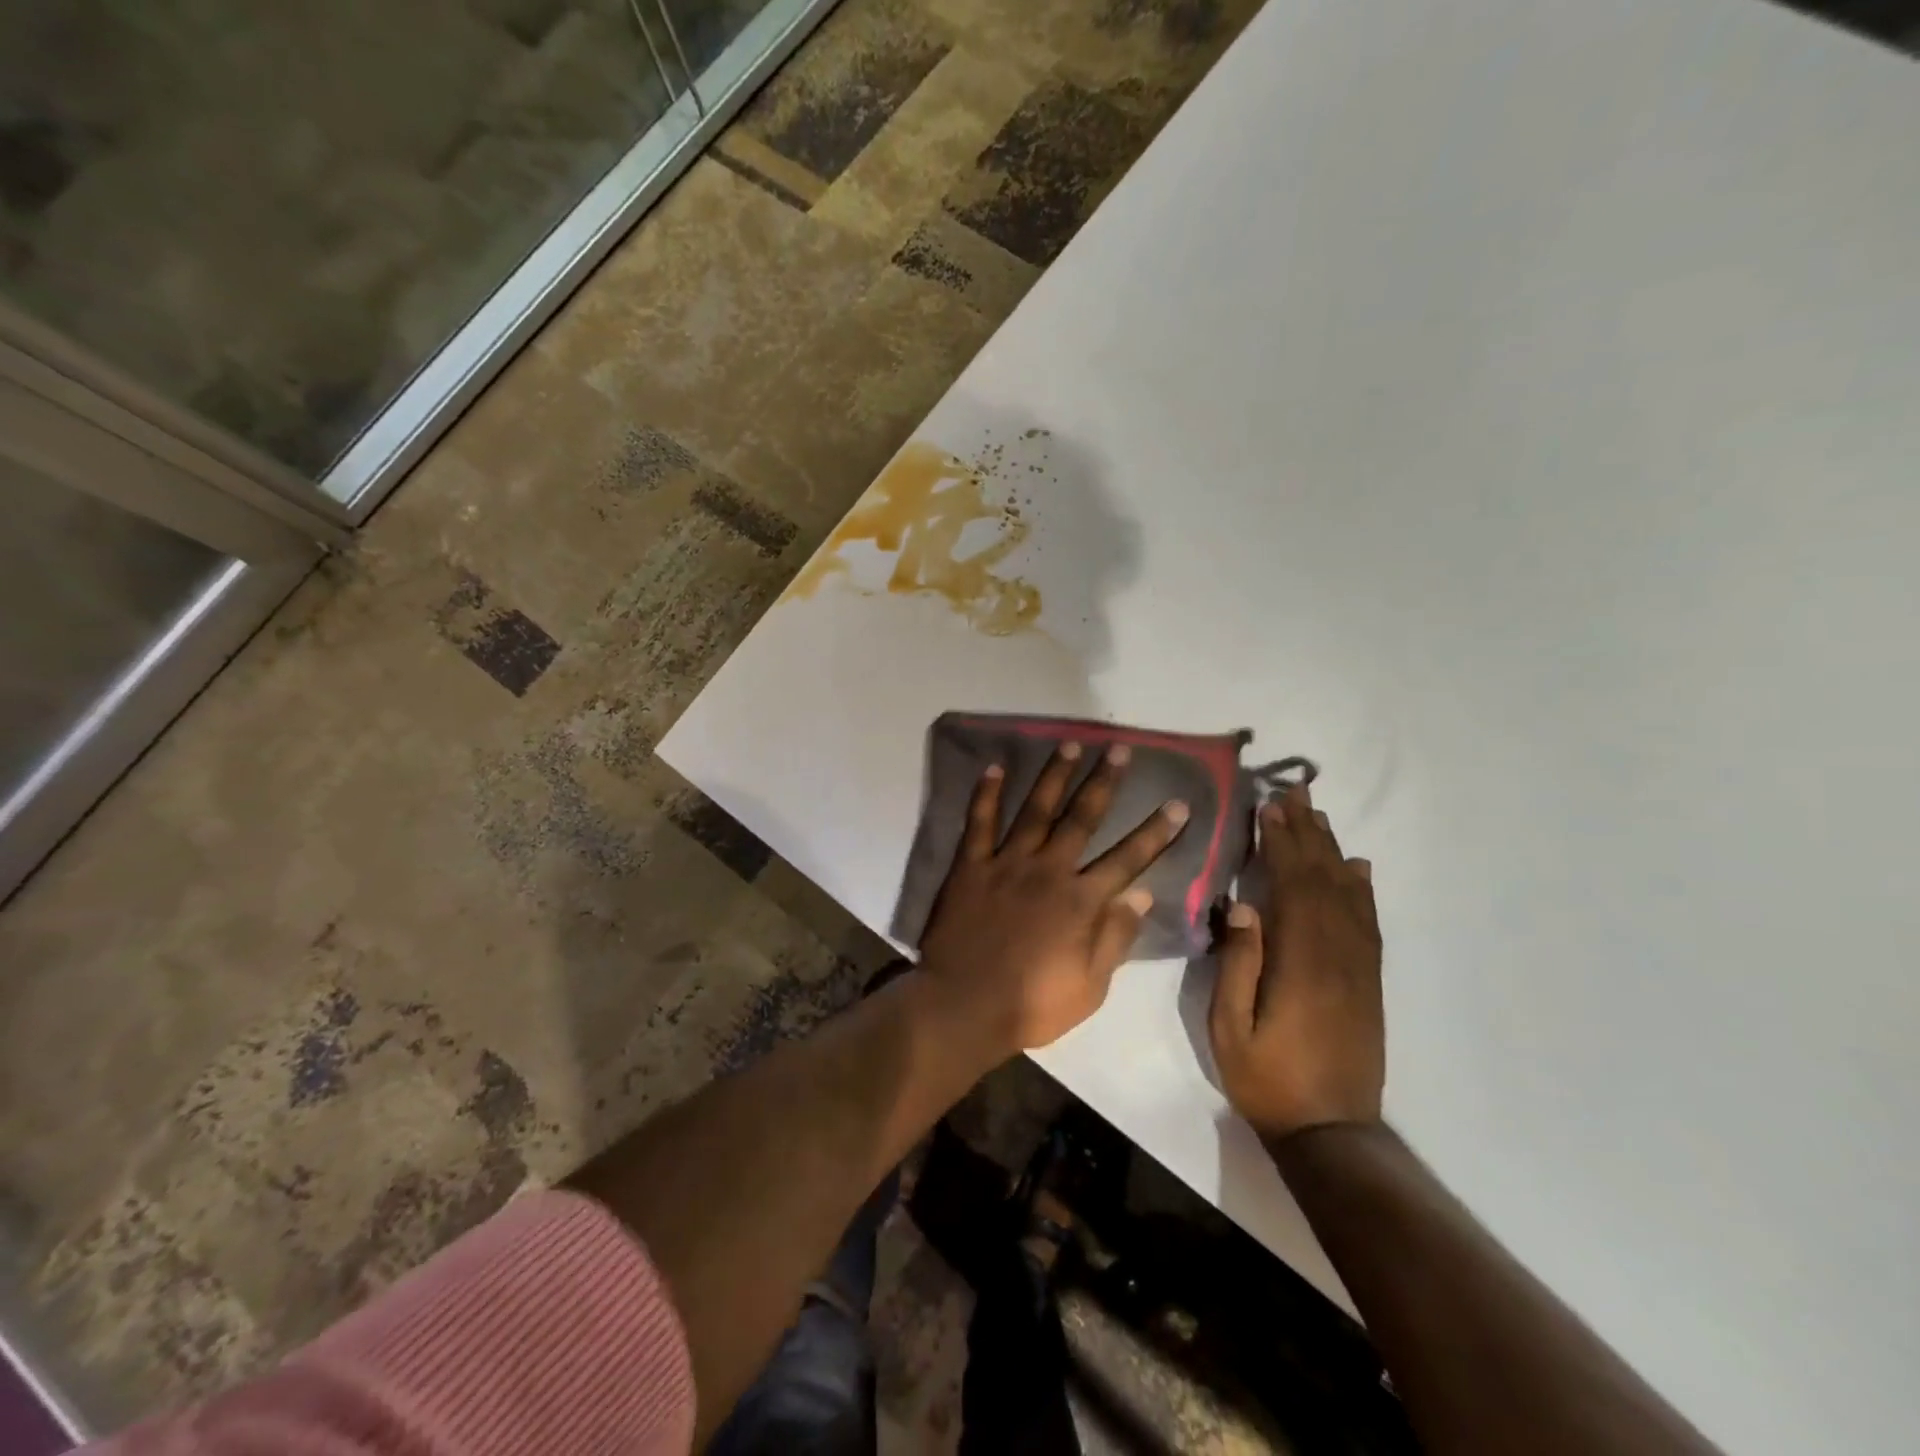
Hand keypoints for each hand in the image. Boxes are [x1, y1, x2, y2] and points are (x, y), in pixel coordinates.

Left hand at [918, 742, 1189, 1054]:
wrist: (963, 1005)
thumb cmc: (1031, 1003)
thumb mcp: (1089, 986)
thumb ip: (1115, 937)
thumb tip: (1143, 894)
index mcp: (1080, 901)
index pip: (1128, 859)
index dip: (1155, 832)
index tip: (1177, 804)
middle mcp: (1048, 870)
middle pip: (1081, 818)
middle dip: (1104, 782)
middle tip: (1119, 750)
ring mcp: (1007, 863)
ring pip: (1035, 809)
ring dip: (1054, 776)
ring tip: (1070, 744)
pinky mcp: (971, 866)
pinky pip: (979, 823)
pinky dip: (986, 794)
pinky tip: (994, 768)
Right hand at [1210, 782, 1383, 1141]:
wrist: (1332, 1132)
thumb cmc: (1268, 1079)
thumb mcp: (1230, 1028)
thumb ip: (1238, 965)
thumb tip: (1243, 906)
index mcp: (1301, 962)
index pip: (1293, 886)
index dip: (1282, 843)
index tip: (1270, 807)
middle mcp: (1337, 954)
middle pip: (1324, 880)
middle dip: (1307, 833)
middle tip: (1294, 793)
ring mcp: (1359, 967)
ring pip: (1349, 895)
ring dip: (1332, 850)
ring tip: (1318, 815)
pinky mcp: (1369, 981)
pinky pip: (1369, 922)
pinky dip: (1362, 888)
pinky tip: (1357, 867)